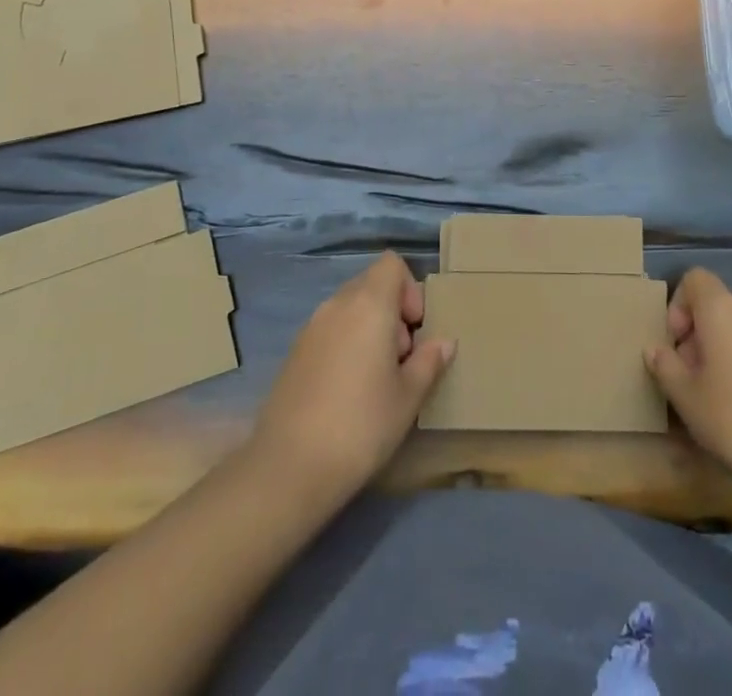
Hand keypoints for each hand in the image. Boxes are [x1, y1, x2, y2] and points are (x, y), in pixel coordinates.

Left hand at [249, 252, 452, 507]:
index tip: (415, 330)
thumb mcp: (408, 397)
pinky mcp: (294, 352)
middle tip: (401, 359)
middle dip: (393, 311)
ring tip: (376, 378)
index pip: (392, 264)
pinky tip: (348, 391)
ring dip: (369, 328)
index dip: (410, 289)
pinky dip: (346, 344)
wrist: (288, 468)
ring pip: (350, 308)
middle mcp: (337, 304)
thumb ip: (429, 361)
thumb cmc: (361, 425)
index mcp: (369, 304)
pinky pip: (330, 330)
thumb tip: (443, 342)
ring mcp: (311, 327)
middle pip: (371, 284)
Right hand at [646, 268, 731, 500]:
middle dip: (698, 336)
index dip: (678, 304)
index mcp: (723, 310)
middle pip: (718, 307)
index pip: (695, 278)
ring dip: (724, 352)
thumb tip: (655, 349)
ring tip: (718, 398)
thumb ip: (665, 366)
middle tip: (690, 378)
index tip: (675, 344)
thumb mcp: (685, 397)